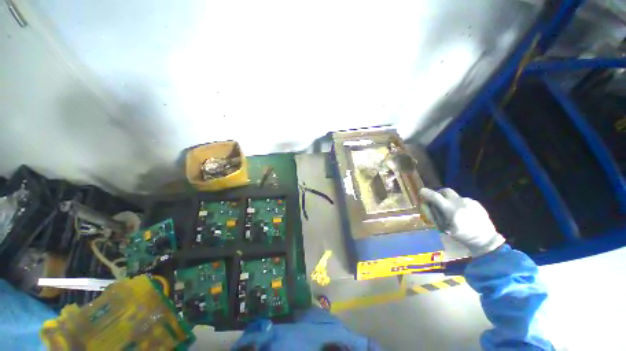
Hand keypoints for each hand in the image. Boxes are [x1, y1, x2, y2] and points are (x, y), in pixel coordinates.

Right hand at [419, 187, 504, 256]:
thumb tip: (430, 207)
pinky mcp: (476, 203)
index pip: (436, 197)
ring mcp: (469, 202)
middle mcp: (460, 202)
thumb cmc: (463, 237)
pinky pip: (463, 200)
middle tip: (436, 199)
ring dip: (449, 200)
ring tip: (450, 210)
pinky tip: (461, 213)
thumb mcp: (446, 228)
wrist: (486, 240)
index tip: (421, 191)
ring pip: (454, 196)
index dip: (427, 193)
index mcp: (452, 210)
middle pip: (445, 191)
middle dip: (438, 193)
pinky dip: (458, 204)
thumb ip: (438, 216)